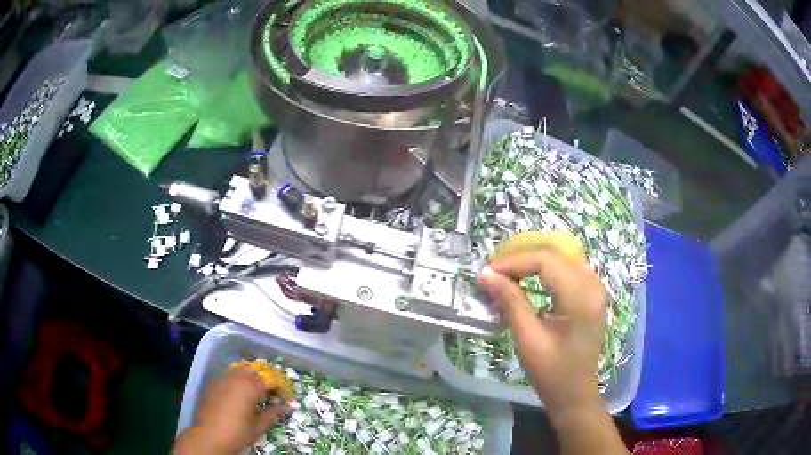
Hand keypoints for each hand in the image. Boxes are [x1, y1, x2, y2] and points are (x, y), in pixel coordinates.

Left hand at [174, 366, 291, 453]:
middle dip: (267, 379)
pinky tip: (240, 392)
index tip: (287, 398)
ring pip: (241, 369)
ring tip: (257, 391)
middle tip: (273, 393)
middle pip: (256, 370)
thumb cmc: (238, 433)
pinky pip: (229, 374)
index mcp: (251, 386)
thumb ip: (274, 413)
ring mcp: (223, 378)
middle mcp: (237, 377)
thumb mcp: (259, 426)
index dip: (282, 387)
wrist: (209, 436)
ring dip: (252, 376)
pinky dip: (238, 378)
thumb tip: (289, 406)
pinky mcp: (213, 382)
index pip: (272, 379)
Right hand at [477, 250, 606, 418]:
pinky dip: (543, 270)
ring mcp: (594, 287)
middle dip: (520, 259)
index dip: (513, 262)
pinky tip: (526, 280)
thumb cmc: (552, 372)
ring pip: (560, 257)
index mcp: (581, 297)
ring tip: (505, 274)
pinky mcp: (590, 294)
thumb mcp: (528, 339)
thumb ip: (510, 302)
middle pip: (553, 254)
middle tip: (493, 272)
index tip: (486, 273)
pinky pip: (566, 269)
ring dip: (531, 262)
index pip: (546, 261)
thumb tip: (486, 274)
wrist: (575, 393)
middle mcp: (592, 284)